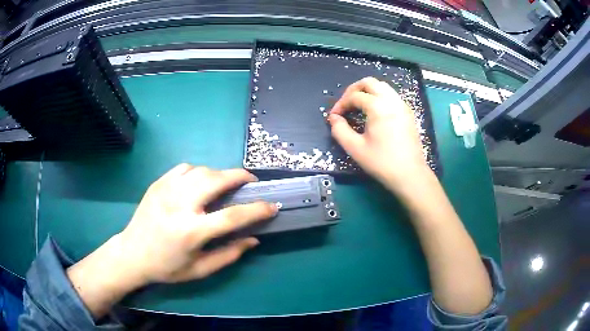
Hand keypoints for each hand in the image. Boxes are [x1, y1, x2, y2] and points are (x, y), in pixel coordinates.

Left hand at [67, 165, 276, 317]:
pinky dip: (198, 172)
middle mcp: (179, 205)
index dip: (257, 210)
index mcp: (191, 231)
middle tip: (251, 181)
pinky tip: (199, 183)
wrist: (132, 253)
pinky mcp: (158, 183)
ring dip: (219, 174)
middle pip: (216, 180)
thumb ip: (228, 255)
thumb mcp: (199, 270)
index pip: (232, 216)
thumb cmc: (167, 267)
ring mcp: (166, 190)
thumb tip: (252, 239)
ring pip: (201, 170)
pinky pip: (184, 168)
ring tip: (225, 184)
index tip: (272, 206)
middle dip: (240, 176)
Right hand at [329, 77, 429, 192]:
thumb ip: (340, 130)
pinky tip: (374, 112)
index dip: (341, 104)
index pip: (354, 96)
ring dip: (368, 91)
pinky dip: (379, 97)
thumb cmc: (382, 162)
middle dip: (354, 90)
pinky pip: (391, 95)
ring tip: (359, 106)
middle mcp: (392, 100)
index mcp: (378, 107)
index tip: (334, 117)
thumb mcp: (355, 148)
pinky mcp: (408, 113)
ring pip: (382, 86)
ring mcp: (402, 105)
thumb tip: (334, 118)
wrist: (410, 174)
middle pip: (370, 82)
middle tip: (346, 104)